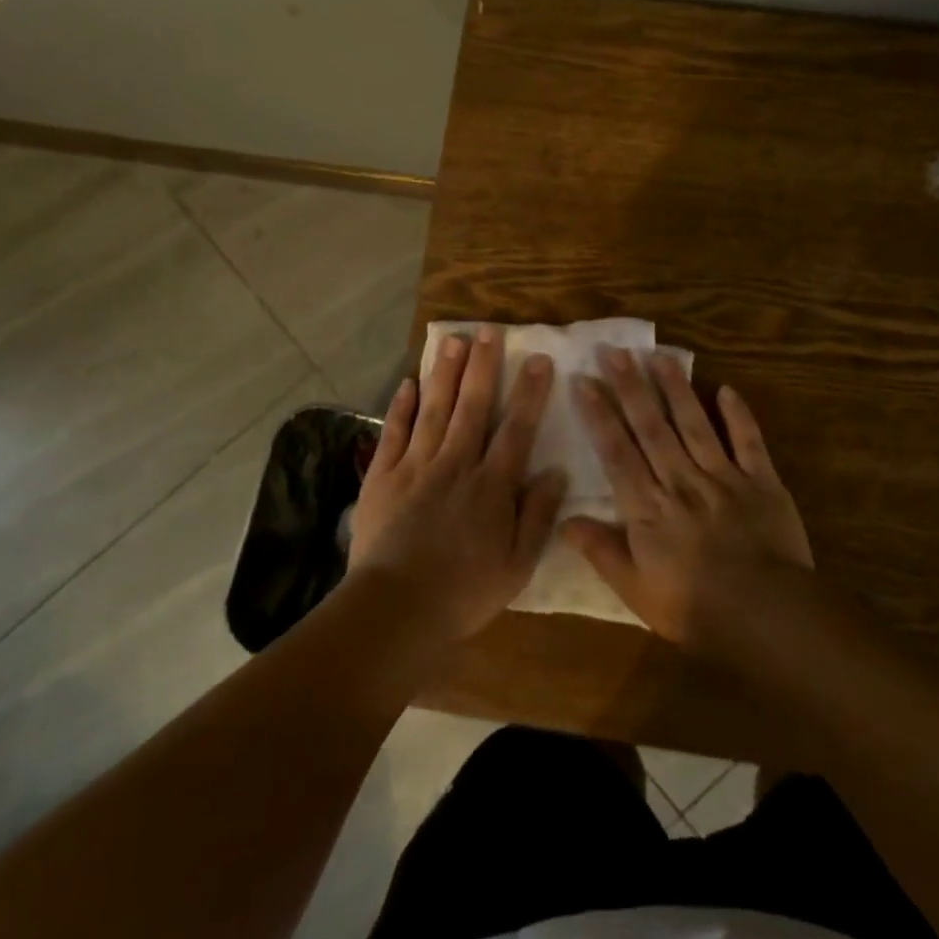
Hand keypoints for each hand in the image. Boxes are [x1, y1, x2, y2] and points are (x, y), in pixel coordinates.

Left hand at [348, 326, 564, 642]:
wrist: (396, 608)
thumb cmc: (464, 591)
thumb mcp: (517, 564)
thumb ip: (537, 515)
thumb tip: (555, 471)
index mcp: (491, 486)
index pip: (517, 429)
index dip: (530, 393)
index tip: (540, 360)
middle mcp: (456, 464)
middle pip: (473, 406)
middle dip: (484, 366)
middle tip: (489, 330)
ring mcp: (416, 466)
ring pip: (434, 409)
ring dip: (445, 373)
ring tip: (453, 339)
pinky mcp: (383, 476)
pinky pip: (394, 432)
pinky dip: (402, 406)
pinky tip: (409, 382)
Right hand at [561, 347, 811, 649]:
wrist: (767, 617)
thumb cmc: (694, 607)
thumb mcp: (635, 590)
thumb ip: (601, 551)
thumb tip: (564, 520)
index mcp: (649, 507)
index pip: (617, 452)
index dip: (599, 415)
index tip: (584, 381)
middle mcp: (681, 481)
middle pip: (651, 427)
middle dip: (630, 387)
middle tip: (614, 351)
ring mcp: (723, 477)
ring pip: (694, 425)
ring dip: (676, 389)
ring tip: (660, 356)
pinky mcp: (762, 481)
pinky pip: (749, 441)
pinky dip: (739, 415)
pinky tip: (727, 388)